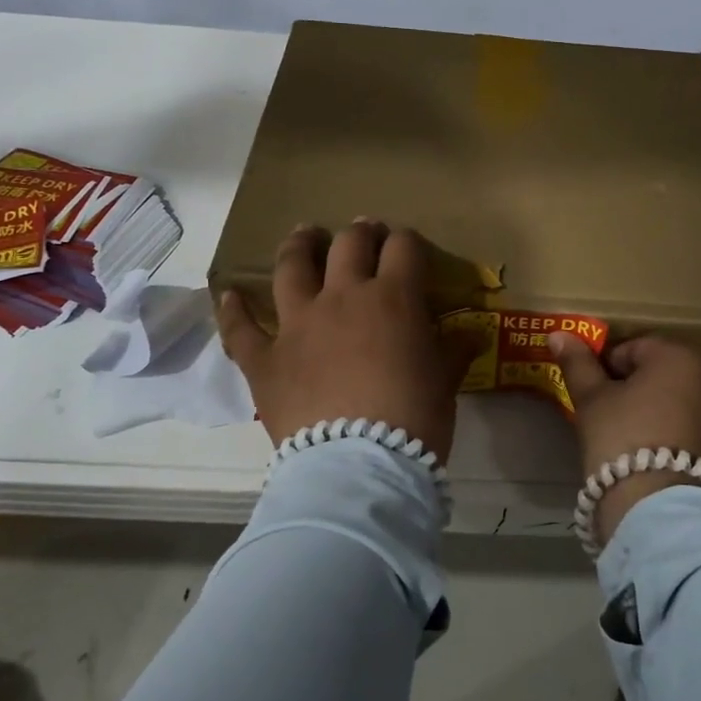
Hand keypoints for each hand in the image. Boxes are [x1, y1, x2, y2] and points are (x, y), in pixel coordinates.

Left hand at [218, 221, 478, 463]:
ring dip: (299, 246)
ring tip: (304, 236)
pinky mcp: (264, 358)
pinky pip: (241, 329)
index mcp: (392, 298)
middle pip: (348, 245)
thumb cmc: (413, 420)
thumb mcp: (444, 382)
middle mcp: (342, 297)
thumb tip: (471, 336)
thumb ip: (453, 352)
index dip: (407, 241)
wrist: (359, 466)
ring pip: (291, 267)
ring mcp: (297, 324)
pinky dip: (234, 310)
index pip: (403, 248)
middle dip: (360, 234)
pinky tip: (229, 294)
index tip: (408, 247)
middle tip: (364, 234)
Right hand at [550, 334, 700, 547]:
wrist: (670, 519)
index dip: (608, 371)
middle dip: (642, 390)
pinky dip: (689, 443)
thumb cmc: (625, 444)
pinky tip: (668, 469)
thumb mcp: (592, 402)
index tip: (596, 399)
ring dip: (668, 414)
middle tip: (616, 422)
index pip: (633, 349)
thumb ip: (578, 364)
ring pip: (690, 404)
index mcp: (680, 356)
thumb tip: (560, 334)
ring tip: (642, 448)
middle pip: (667, 374)